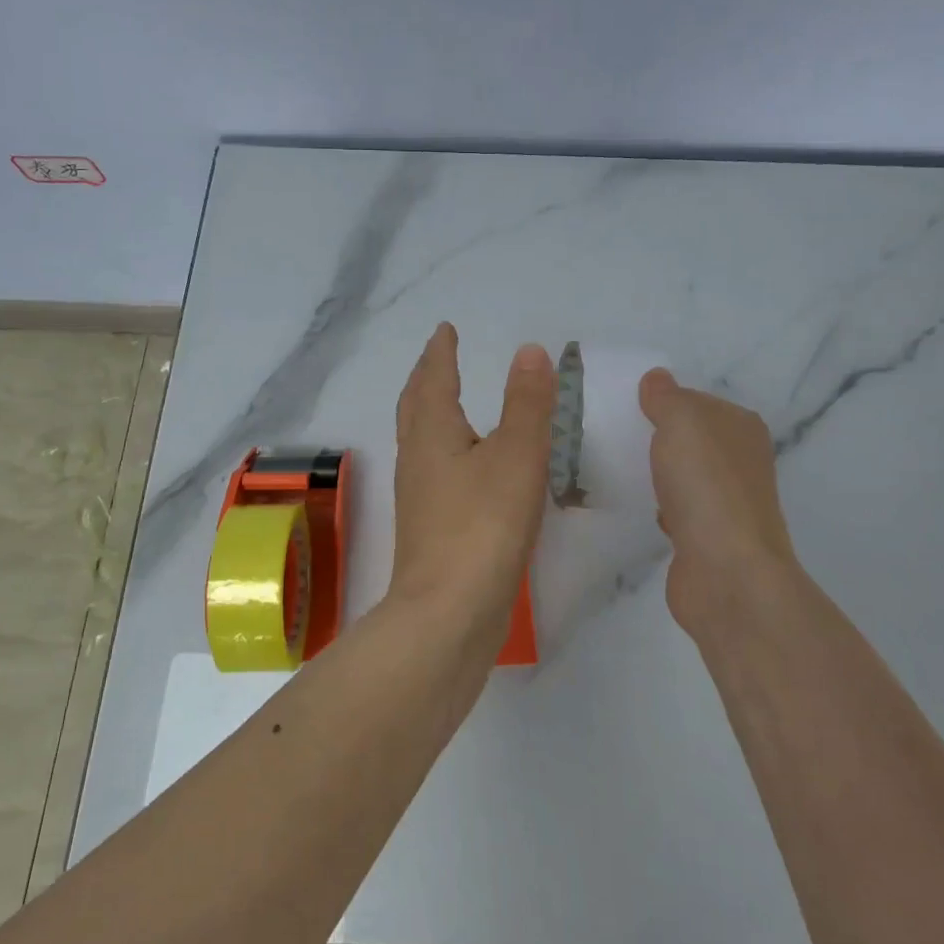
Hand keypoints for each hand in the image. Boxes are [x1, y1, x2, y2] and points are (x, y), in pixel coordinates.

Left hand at [390, 325, 555, 634]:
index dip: (440, 352)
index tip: (444, 330)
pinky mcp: (428, 527)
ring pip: (420, 438)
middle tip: (438, 357)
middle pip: (415, 406)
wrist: (448, 613)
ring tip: (448, 403)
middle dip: (427, 377)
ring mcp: (418, 496)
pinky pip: (432, 469)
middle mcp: (417, 458)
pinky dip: (443, 448)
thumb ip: (527, 403)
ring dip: (430, 411)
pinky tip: (463, 468)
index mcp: (433, 432)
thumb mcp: (517, 455)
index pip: (433, 379)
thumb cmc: (483, 525)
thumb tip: (528, 350)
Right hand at [638, 368, 801, 636]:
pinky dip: (658, 506)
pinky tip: (635, 505)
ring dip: (657, 473)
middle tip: (612, 434)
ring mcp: (726, 503)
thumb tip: (656, 378)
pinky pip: (677, 510)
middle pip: (691, 439)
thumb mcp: (682, 421)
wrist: (725, 572)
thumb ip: (667, 397)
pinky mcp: (708, 538)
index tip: (626, 405)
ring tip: (616, 466)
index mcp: (742, 428)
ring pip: (684, 475)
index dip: (665, 400)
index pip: (698, 401)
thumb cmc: (706, 485)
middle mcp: (741, 462)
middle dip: (658, 437)